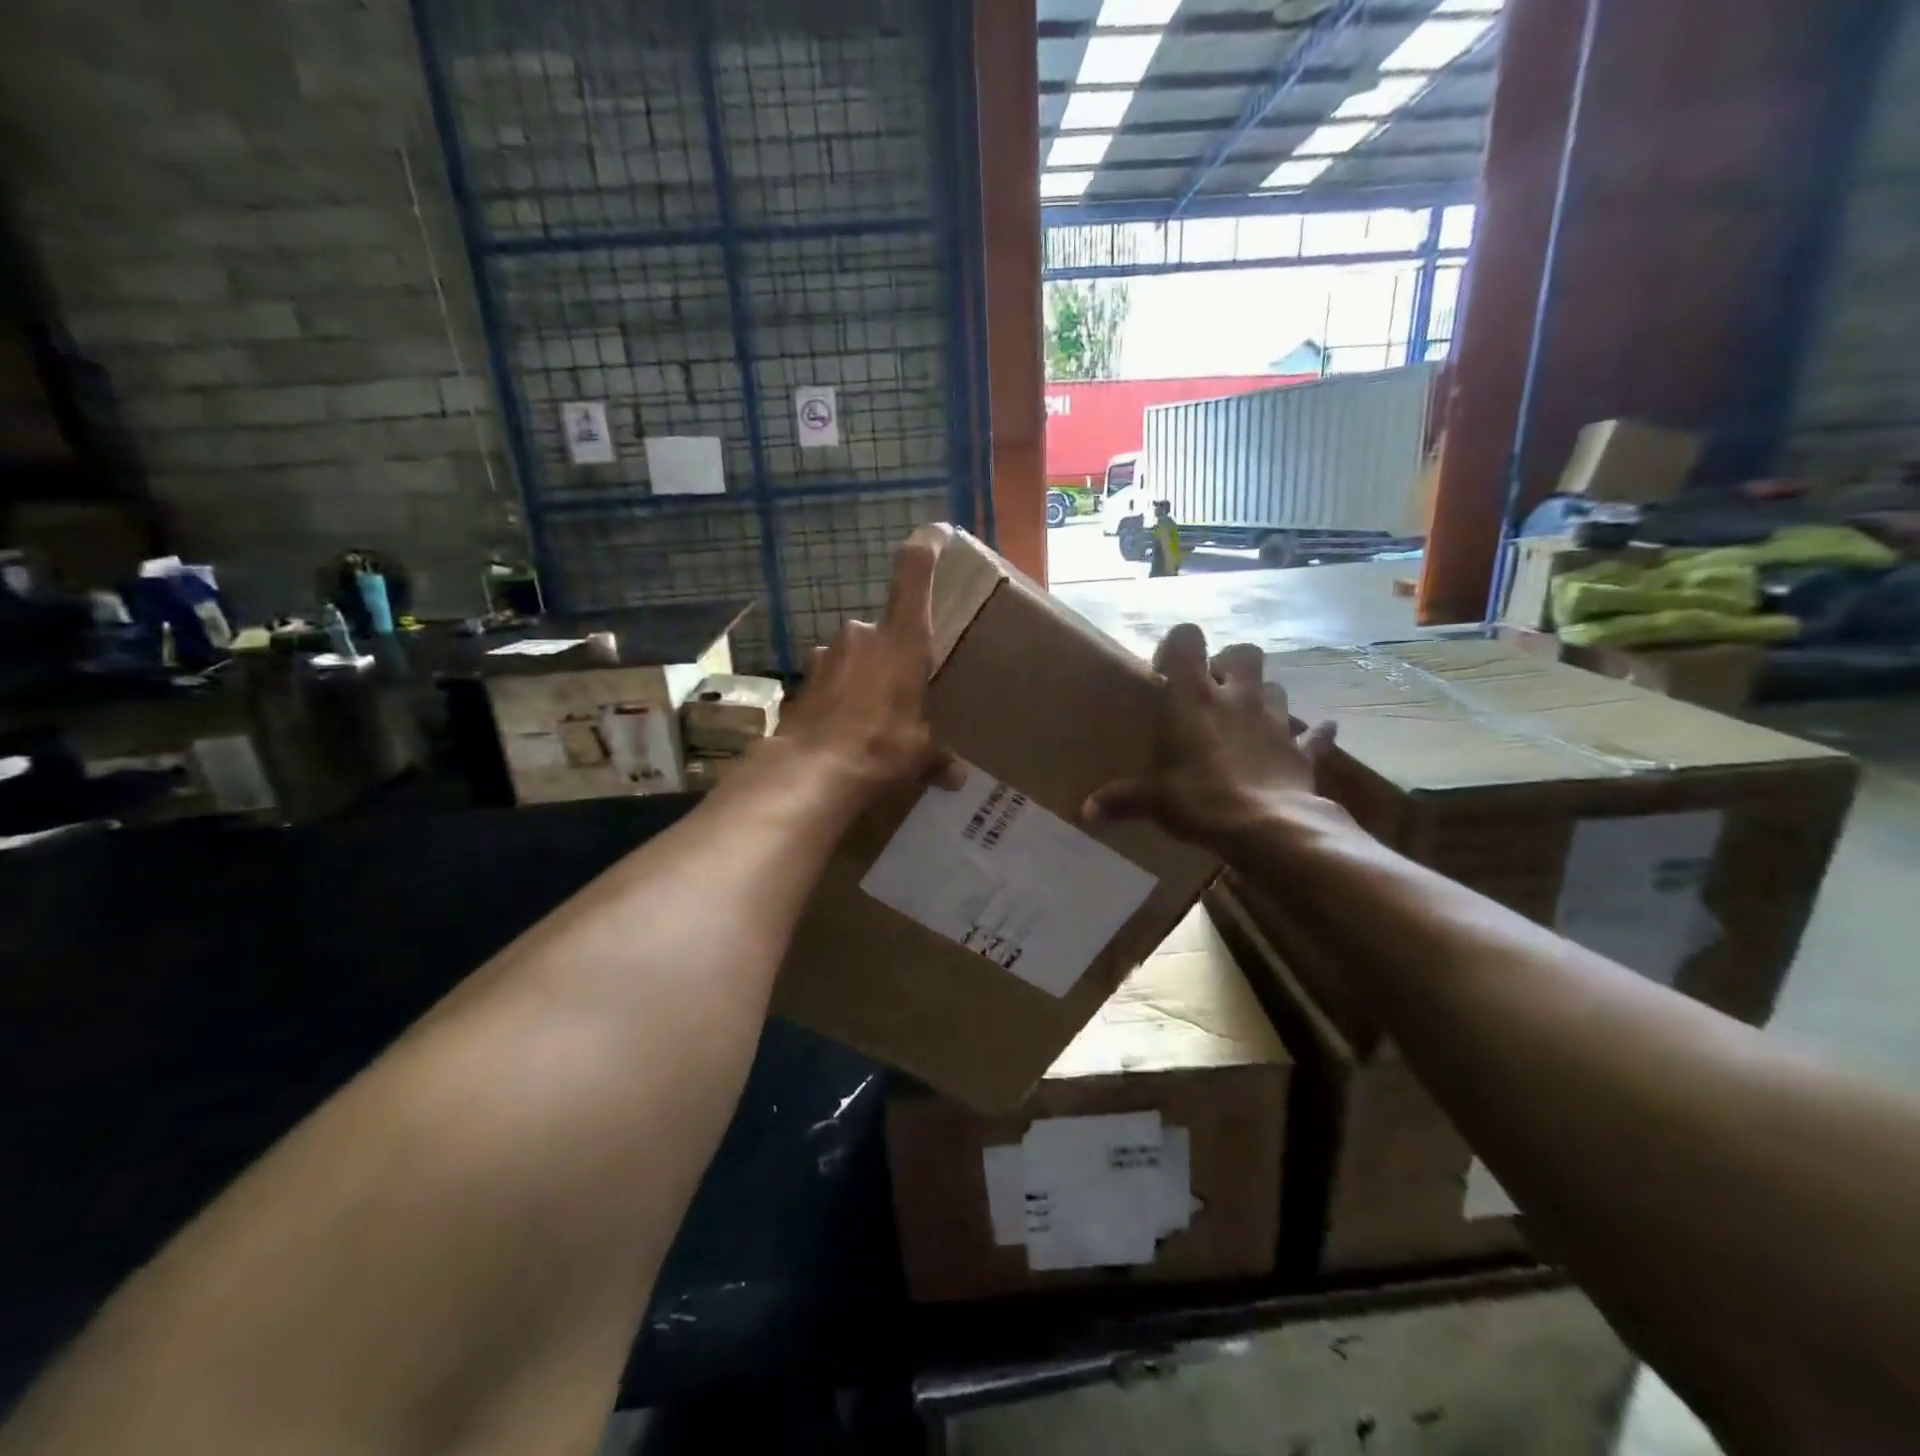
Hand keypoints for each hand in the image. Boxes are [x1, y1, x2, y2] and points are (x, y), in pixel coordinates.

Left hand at [769, 524, 961, 802]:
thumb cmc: (882, 749)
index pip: (913, 572)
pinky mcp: (802, 680)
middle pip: (884, 629)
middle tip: (903, 689)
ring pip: (854, 656)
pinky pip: (830, 680)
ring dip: (863, 677)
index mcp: (902, 640)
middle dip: (893, 655)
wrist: (811, 774)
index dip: (926, 547)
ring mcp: (826, 654)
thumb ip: (938, 757)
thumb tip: (956, 776)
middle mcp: (862, 635)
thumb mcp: (921, 756)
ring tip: (872, 716)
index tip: (937, 534)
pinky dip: (839, 697)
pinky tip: (844, 730)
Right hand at [1082, 623, 1337, 852]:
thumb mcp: (1153, 800)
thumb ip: (1120, 799)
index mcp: (1194, 697)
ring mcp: (1276, 720)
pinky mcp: (1302, 750)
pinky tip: (1306, 742)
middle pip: (1244, 652)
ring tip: (1248, 721)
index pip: (1188, 638)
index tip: (1165, 672)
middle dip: (1230, 664)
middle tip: (1213, 691)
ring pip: (1276, 687)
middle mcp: (1237, 697)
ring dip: (1263, 697)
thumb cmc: (1200, 799)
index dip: (1178, 646)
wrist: (1269, 828)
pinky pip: (1314, 735)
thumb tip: (1085, 813)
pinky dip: (1311, 736)